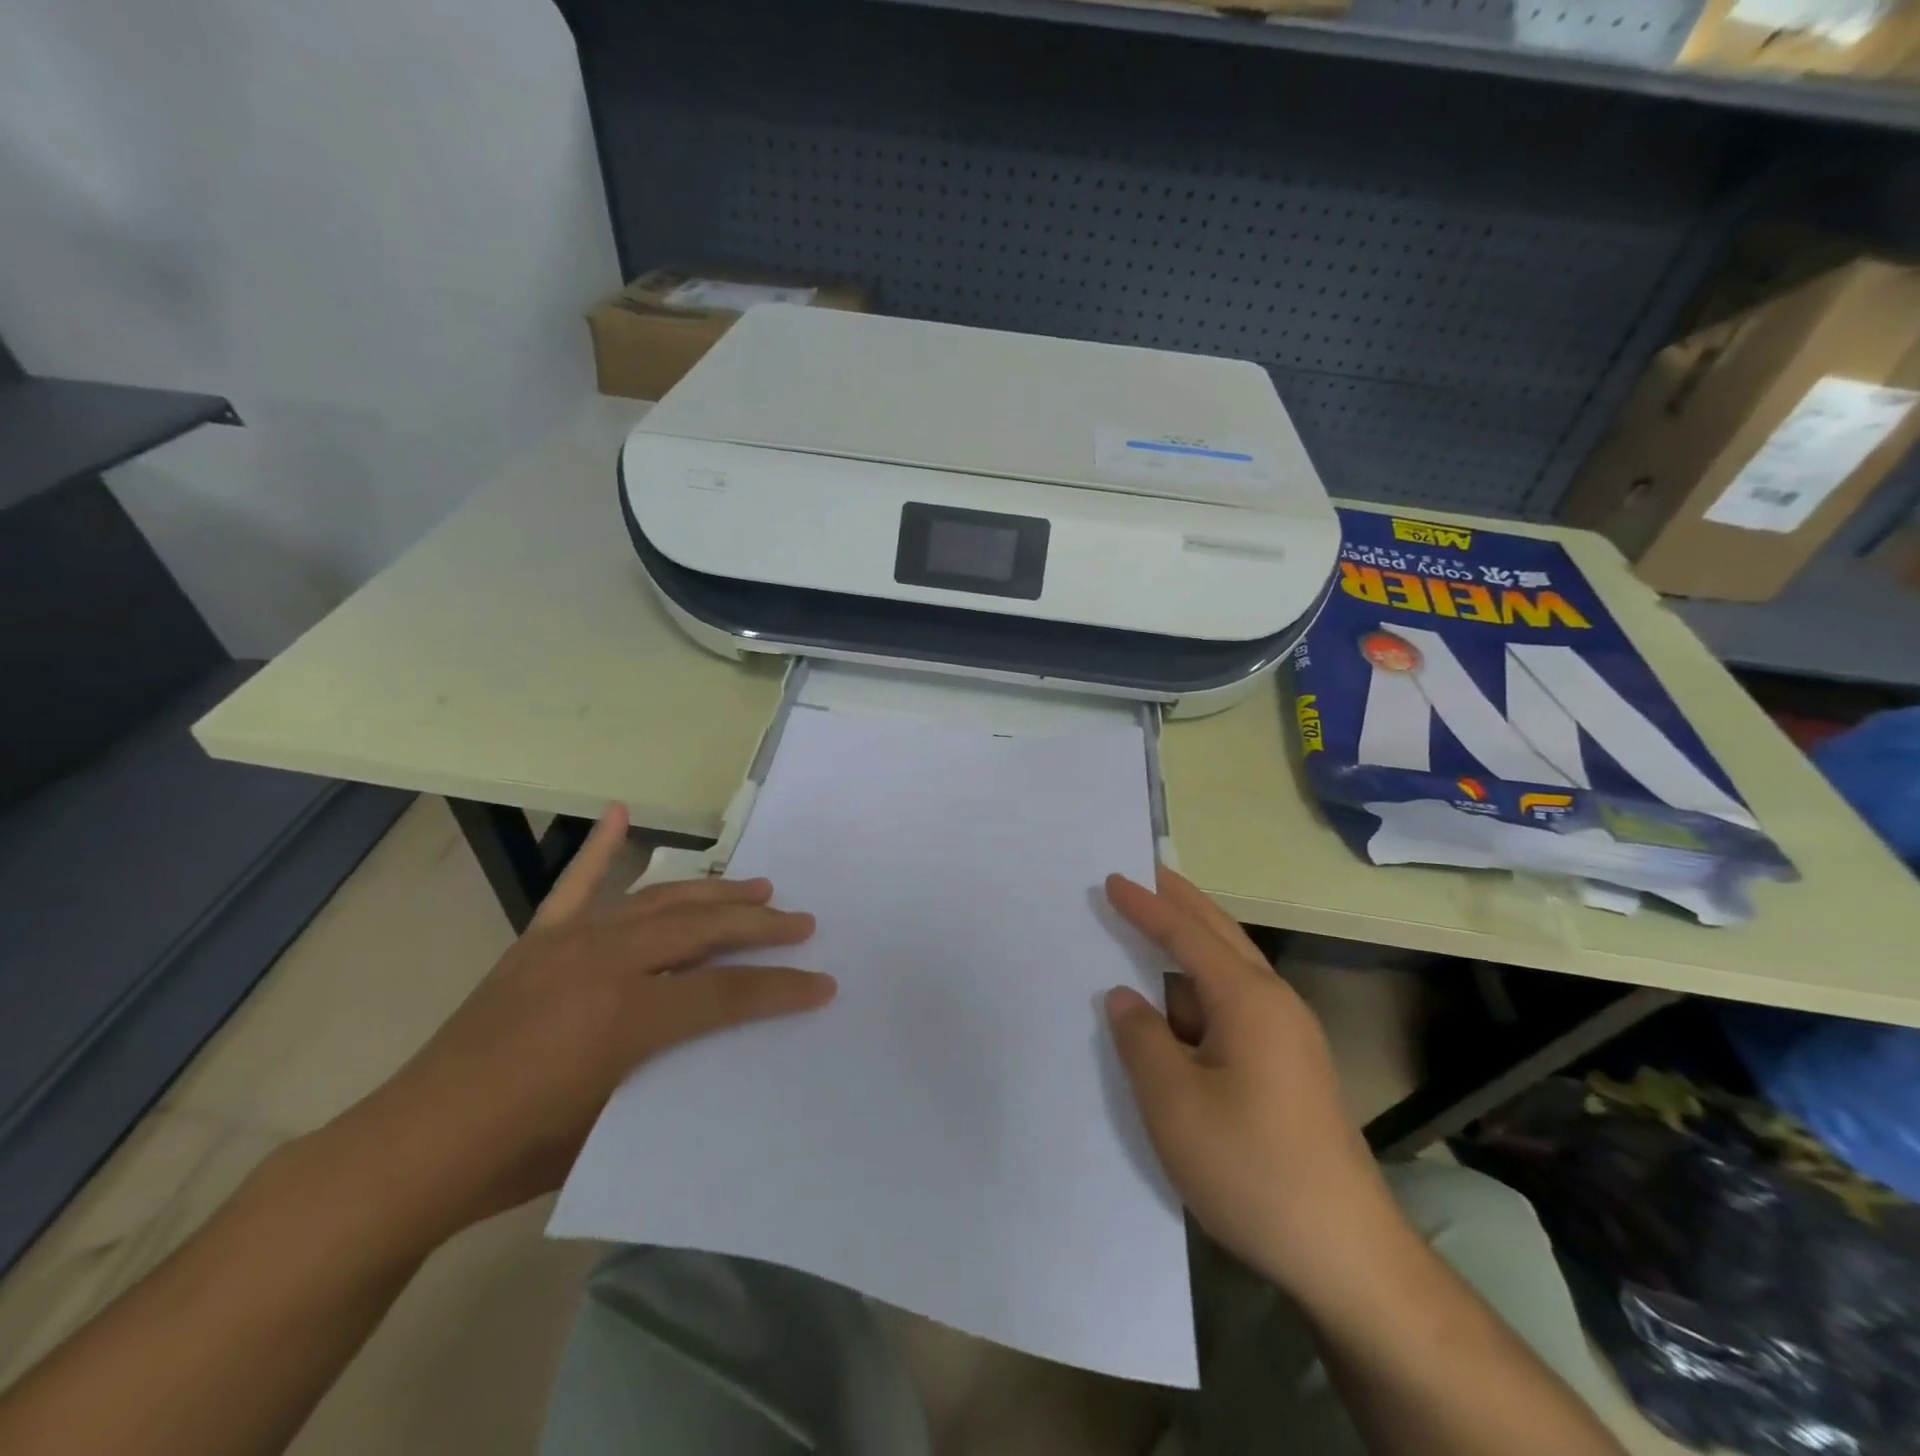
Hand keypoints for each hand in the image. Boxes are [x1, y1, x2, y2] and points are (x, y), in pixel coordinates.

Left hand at [335, 805, 836, 1237]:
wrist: (411, 1151)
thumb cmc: (519, 1155)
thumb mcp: (616, 1121)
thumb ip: (673, 1066)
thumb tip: (720, 1034)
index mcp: (625, 1016)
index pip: (725, 994)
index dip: (780, 990)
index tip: (823, 984)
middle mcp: (603, 963)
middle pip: (701, 931)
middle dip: (759, 927)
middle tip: (801, 923)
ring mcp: (568, 943)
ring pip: (658, 901)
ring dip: (713, 893)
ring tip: (757, 888)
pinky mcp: (537, 941)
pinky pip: (576, 885)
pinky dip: (601, 848)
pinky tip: (621, 813)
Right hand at [1103, 868, 1403, 1306]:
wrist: (1345, 1253)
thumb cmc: (1252, 1168)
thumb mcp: (1174, 1103)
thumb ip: (1141, 1038)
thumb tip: (1124, 997)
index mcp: (1249, 1000)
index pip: (1187, 934)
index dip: (1146, 906)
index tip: (1113, 878)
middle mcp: (1275, 1003)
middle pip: (1220, 934)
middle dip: (1180, 902)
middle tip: (1144, 874)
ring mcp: (1288, 1036)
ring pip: (1229, 970)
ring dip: (1190, 944)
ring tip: (1151, 930)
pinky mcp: (1289, 1067)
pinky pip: (1234, 1005)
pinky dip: (1198, 989)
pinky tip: (1175, 1007)